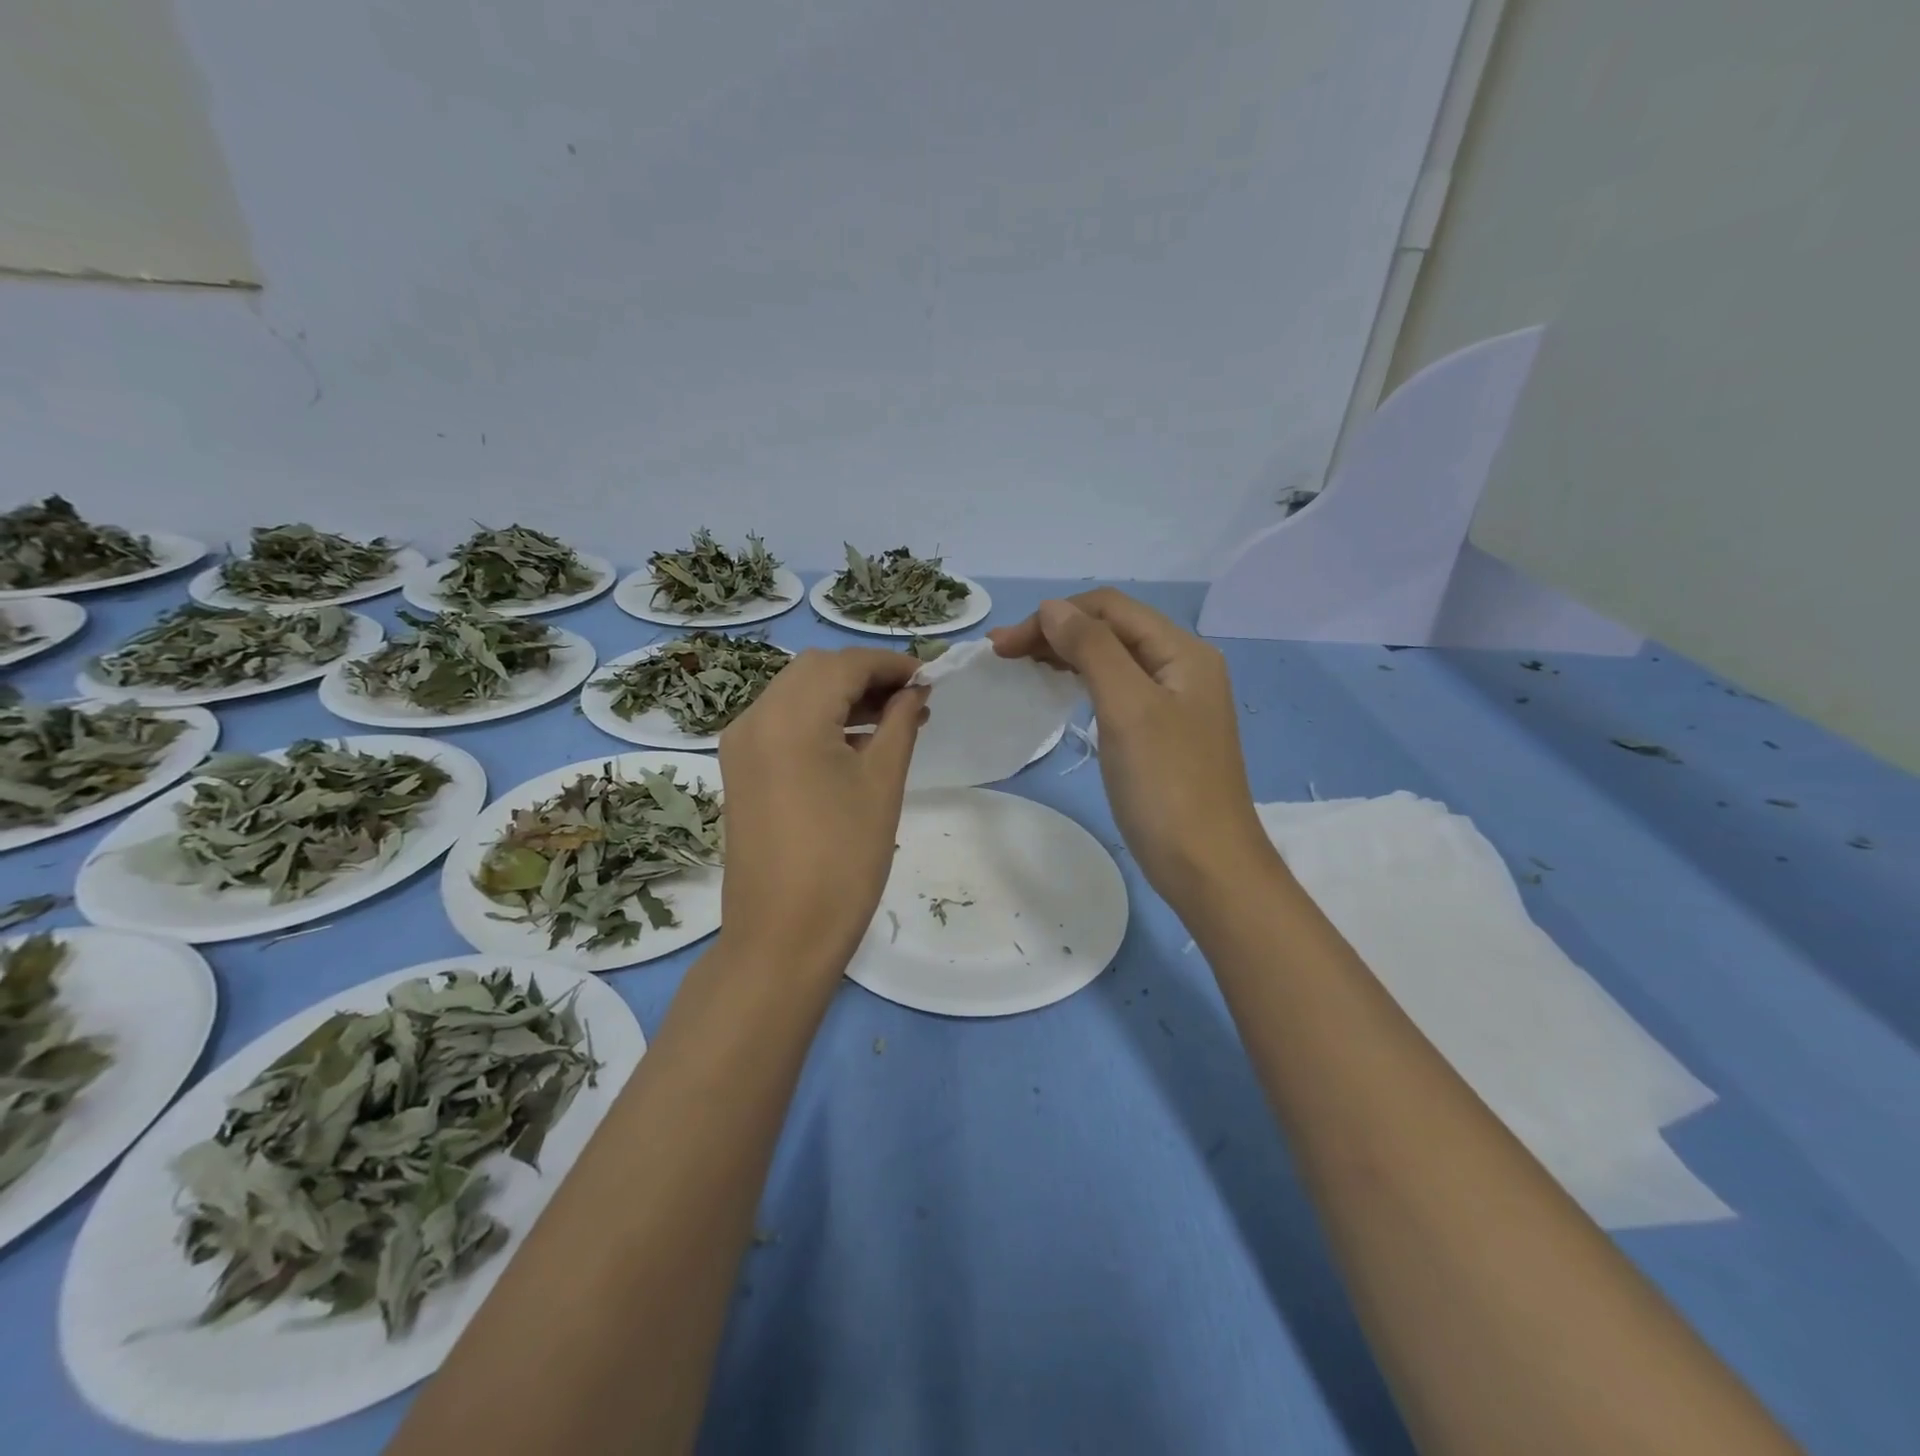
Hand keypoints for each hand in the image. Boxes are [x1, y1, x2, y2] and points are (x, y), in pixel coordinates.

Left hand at [716, 648, 926, 977]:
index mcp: (788, 717)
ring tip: (892, 720)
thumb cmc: (843, 861)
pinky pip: (782, 723)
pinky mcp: (740, 770)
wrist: (782, 937)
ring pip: (796, 693)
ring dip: (843, 695)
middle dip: (866, 675)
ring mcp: (741, 745)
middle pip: (815, 670)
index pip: (844, 664)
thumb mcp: (881, 784)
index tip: (930, 678)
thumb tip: (915, 691)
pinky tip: (855, 742)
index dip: (891, 664)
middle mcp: (754, 718)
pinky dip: (819, 719)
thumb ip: (899, 724)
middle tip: (911, 700)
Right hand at [989, 589, 1273, 912]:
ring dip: (1067, 654)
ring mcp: (1174, 701)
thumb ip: (1092, 649)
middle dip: (1056, 631)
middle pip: (1113, 629)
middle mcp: (1183, 666)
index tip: (1005, 645)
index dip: (1054, 616)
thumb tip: (1053, 608)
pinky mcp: (1162, 732)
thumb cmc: (1166, 786)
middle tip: (1002, 653)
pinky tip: (1061, 689)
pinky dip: (1083, 680)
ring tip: (1022, 664)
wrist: (1207, 867)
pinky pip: (1118, 689)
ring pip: (1113, 658)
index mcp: (1183, 651)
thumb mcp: (1127, 708)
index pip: (1111, 608)